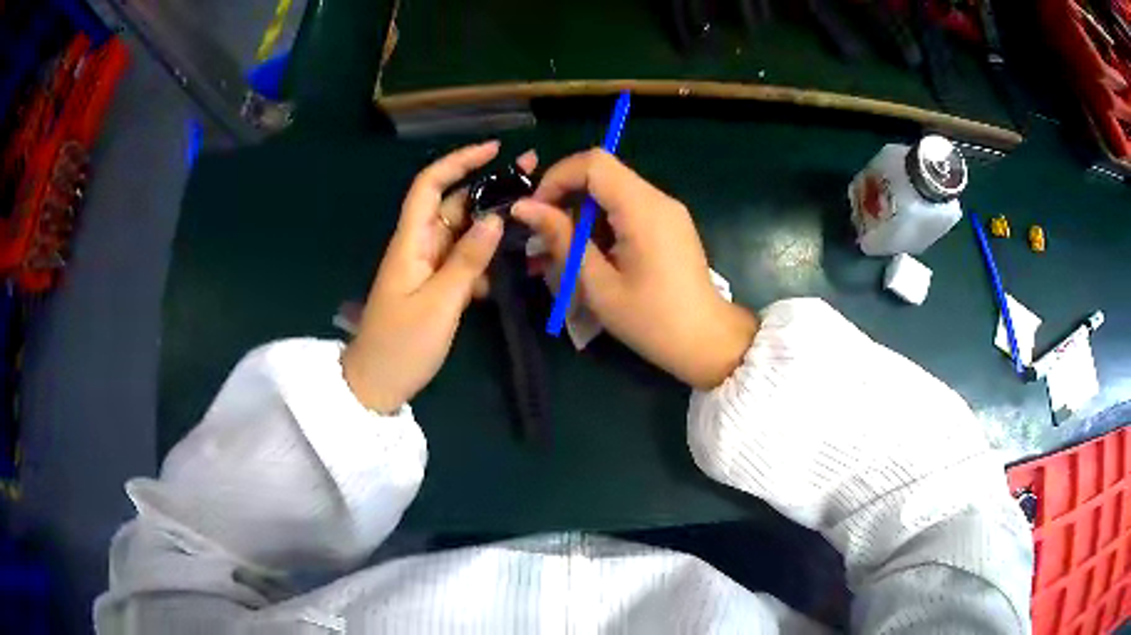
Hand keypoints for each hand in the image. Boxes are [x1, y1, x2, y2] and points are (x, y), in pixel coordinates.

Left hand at [342, 142, 536, 412]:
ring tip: (532, 223)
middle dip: (490, 188)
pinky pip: (463, 261)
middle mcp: (419, 246)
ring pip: (463, 233)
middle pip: (454, 204)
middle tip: (533, 179)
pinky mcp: (434, 286)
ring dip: (493, 226)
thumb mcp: (439, 304)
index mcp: (411, 242)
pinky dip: (486, 260)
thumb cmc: (401, 345)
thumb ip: (468, 261)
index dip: (459, 161)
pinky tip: (509, 271)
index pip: (430, 185)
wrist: (376, 384)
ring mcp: (427, 266)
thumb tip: (495, 220)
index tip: (495, 150)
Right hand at [513, 149, 756, 389]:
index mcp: (643, 209)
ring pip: (613, 190)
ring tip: (567, 253)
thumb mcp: (597, 284)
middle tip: (546, 235)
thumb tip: (523, 207)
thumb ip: (562, 239)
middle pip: (602, 172)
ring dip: (583, 213)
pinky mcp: (670, 223)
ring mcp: (667, 210)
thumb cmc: (651, 320)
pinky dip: (604, 222)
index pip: (593, 162)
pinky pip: (628, 207)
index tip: (537, 211)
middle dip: (567, 196)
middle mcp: (658, 199)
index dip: (558, 177)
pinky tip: (594, 256)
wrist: (707, 341)